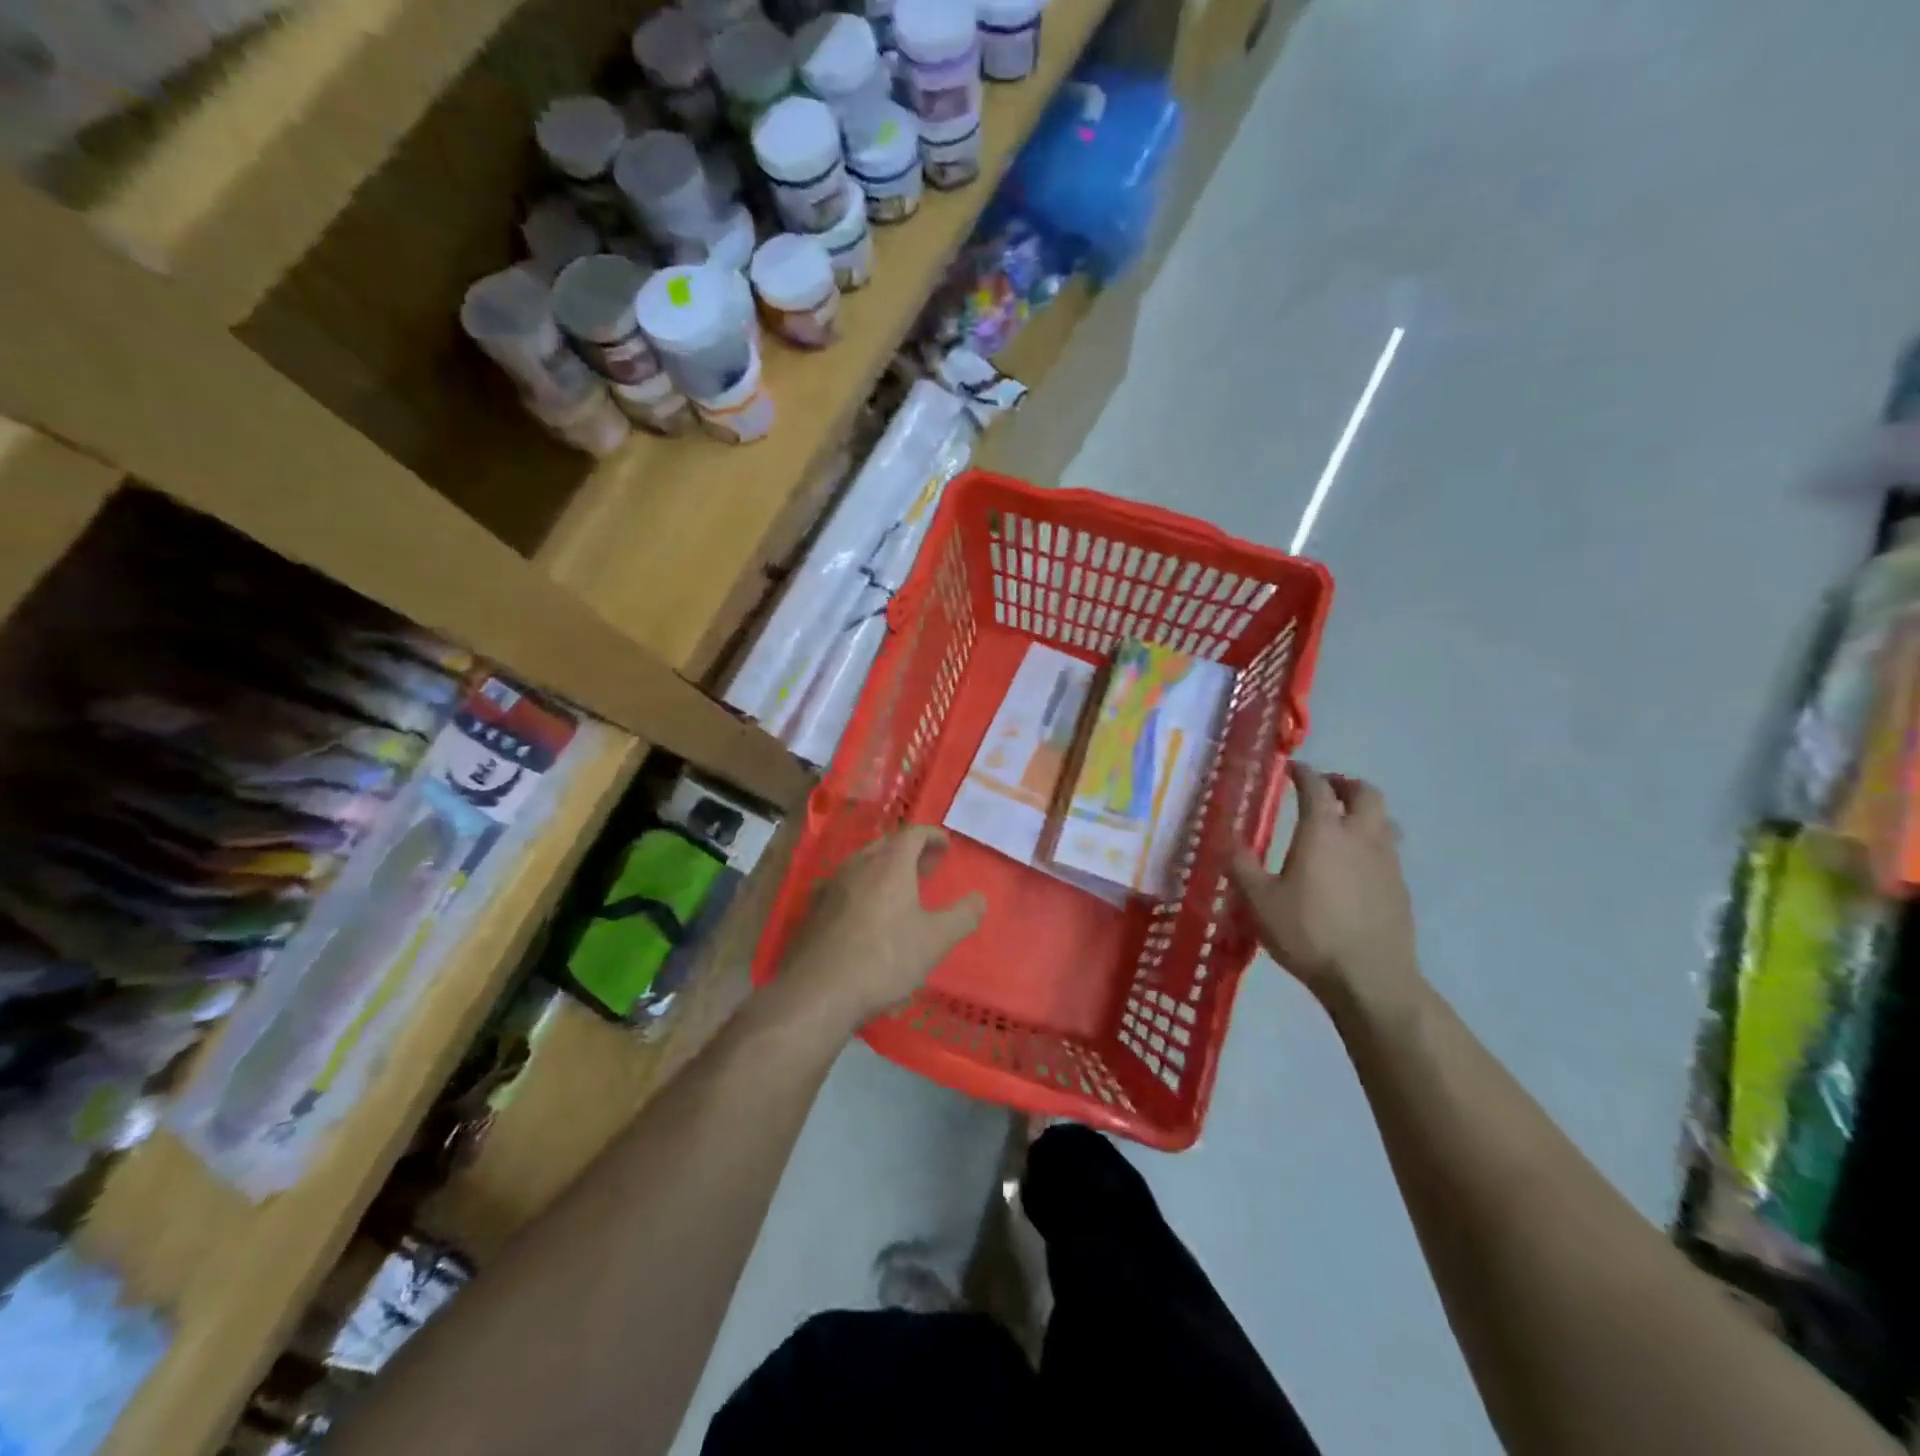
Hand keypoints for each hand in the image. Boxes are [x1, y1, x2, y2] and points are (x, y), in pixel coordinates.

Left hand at [780, 827, 985, 1031]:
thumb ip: (962, 917)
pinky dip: (864, 889)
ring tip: (901, 889)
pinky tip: (868, 914)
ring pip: (862, 865)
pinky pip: (845, 887)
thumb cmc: (884, 959)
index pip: (913, 834)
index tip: (946, 845)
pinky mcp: (813, 910)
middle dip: (909, 852)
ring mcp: (831, 886)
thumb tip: (979, 898)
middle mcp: (857, 866)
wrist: (818, 991)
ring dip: (885, 870)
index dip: (932, 836)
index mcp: (889, 864)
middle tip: (927, 866)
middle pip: (886, 846)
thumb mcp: (934, 940)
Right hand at [1230, 763, 1420, 1012]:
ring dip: (1363, 812)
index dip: (1303, 773)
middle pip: (1365, 793)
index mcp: (1323, 832)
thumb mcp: (1259, 901)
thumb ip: (1241, 867)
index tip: (1291, 769)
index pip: (1316, 787)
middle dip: (1344, 784)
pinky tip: (1355, 867)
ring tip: (1343, 823)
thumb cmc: (1308, 933)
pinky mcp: (1400, 888)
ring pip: (1383, 820)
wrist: (1369, 978)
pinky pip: (1388, 850)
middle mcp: (1360, 837)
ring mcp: (1387, 862)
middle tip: (1324, 789)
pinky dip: (1372, 843)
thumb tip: (1227, 841)